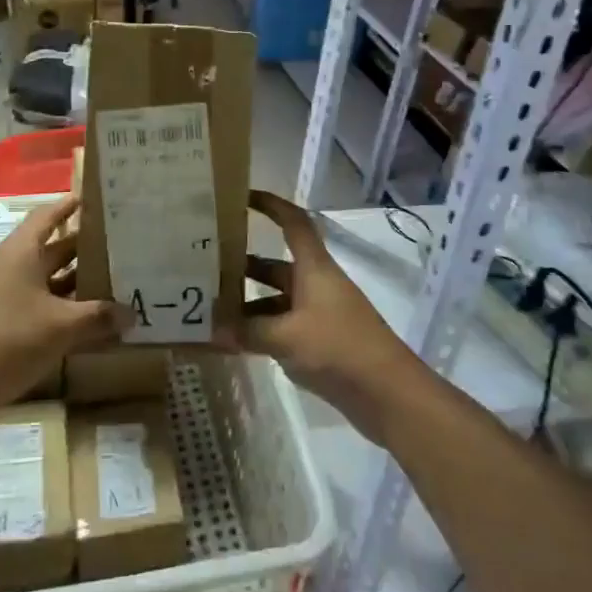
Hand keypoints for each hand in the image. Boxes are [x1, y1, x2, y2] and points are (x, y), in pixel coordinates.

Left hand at [0, 197, 125, 409]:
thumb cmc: (10, 341)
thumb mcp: (62, 328)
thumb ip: (99, 317)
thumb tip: (131, 314)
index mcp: (18, 254)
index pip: (45, 217)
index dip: (66, 207)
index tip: (90, 199)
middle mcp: (2, 266)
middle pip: (44, 249)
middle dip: (77, 249)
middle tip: (111, 247)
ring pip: (36, 279)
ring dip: (66, 281)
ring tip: (101, 283)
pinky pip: (26, 302)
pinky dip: (51, 306)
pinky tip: (73, 321)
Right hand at [231, 191, 416, 439]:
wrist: (387, 394)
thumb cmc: (339, 348)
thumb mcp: (286, 337)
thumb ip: (248, 331)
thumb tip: (212, 329)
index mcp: (314, 268)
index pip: (293, 223)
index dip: (270, 206)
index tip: (241, 198)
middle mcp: (316, 284)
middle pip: (275, 266)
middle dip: (243, 265)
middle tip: (204, 267)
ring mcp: (318, 314)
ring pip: (275, 300)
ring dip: (247, 304)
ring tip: (209, 310)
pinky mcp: (319, 342)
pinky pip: (282, 327)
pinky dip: (259, 331)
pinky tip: (232, 342)